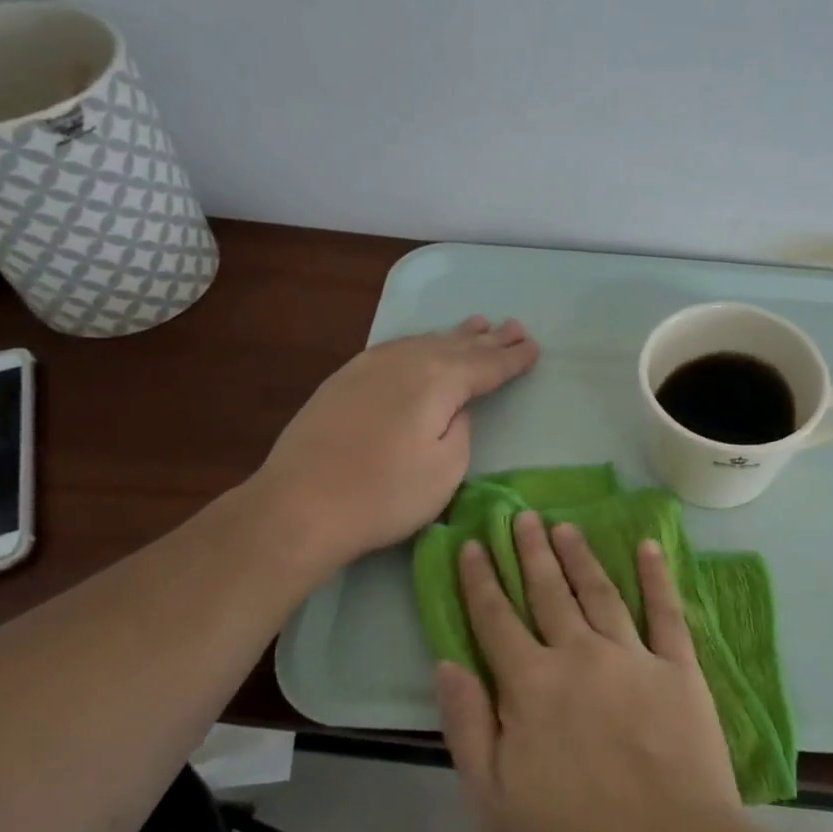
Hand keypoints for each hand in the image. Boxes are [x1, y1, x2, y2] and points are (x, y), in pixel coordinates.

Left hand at [252, 316, 538, 571]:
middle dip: (489, 339)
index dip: (512, 358)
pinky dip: (420, 343)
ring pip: (424, 342)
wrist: (298, 506)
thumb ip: (461, 429)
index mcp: (437, 380)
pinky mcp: (344, 379)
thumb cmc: (384, 495)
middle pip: (457, 346)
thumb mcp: (446, 470)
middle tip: (515, 326)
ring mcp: (369, 366)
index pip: (486, 365)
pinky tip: (423, 344)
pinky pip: (397, 348)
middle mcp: (405, 361)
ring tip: (477, 324)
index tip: (534, 347)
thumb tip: (454, 409)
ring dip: (454, 335)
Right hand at [434, 511, 744, 831]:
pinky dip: (656, 577)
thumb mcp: (492, 809)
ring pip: (600, 593)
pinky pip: (667, 613)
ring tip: (565, 527)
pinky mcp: (681, 672)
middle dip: (531, 552)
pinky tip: (648, 548)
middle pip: (548, 593)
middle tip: (522, 515)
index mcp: (530, 689)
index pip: (496, 621)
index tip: (472, 543)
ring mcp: (634, 660)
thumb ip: (469, 728)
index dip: (480, 581)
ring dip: (580, 557)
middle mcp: (580, 658)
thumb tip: (447, 662)